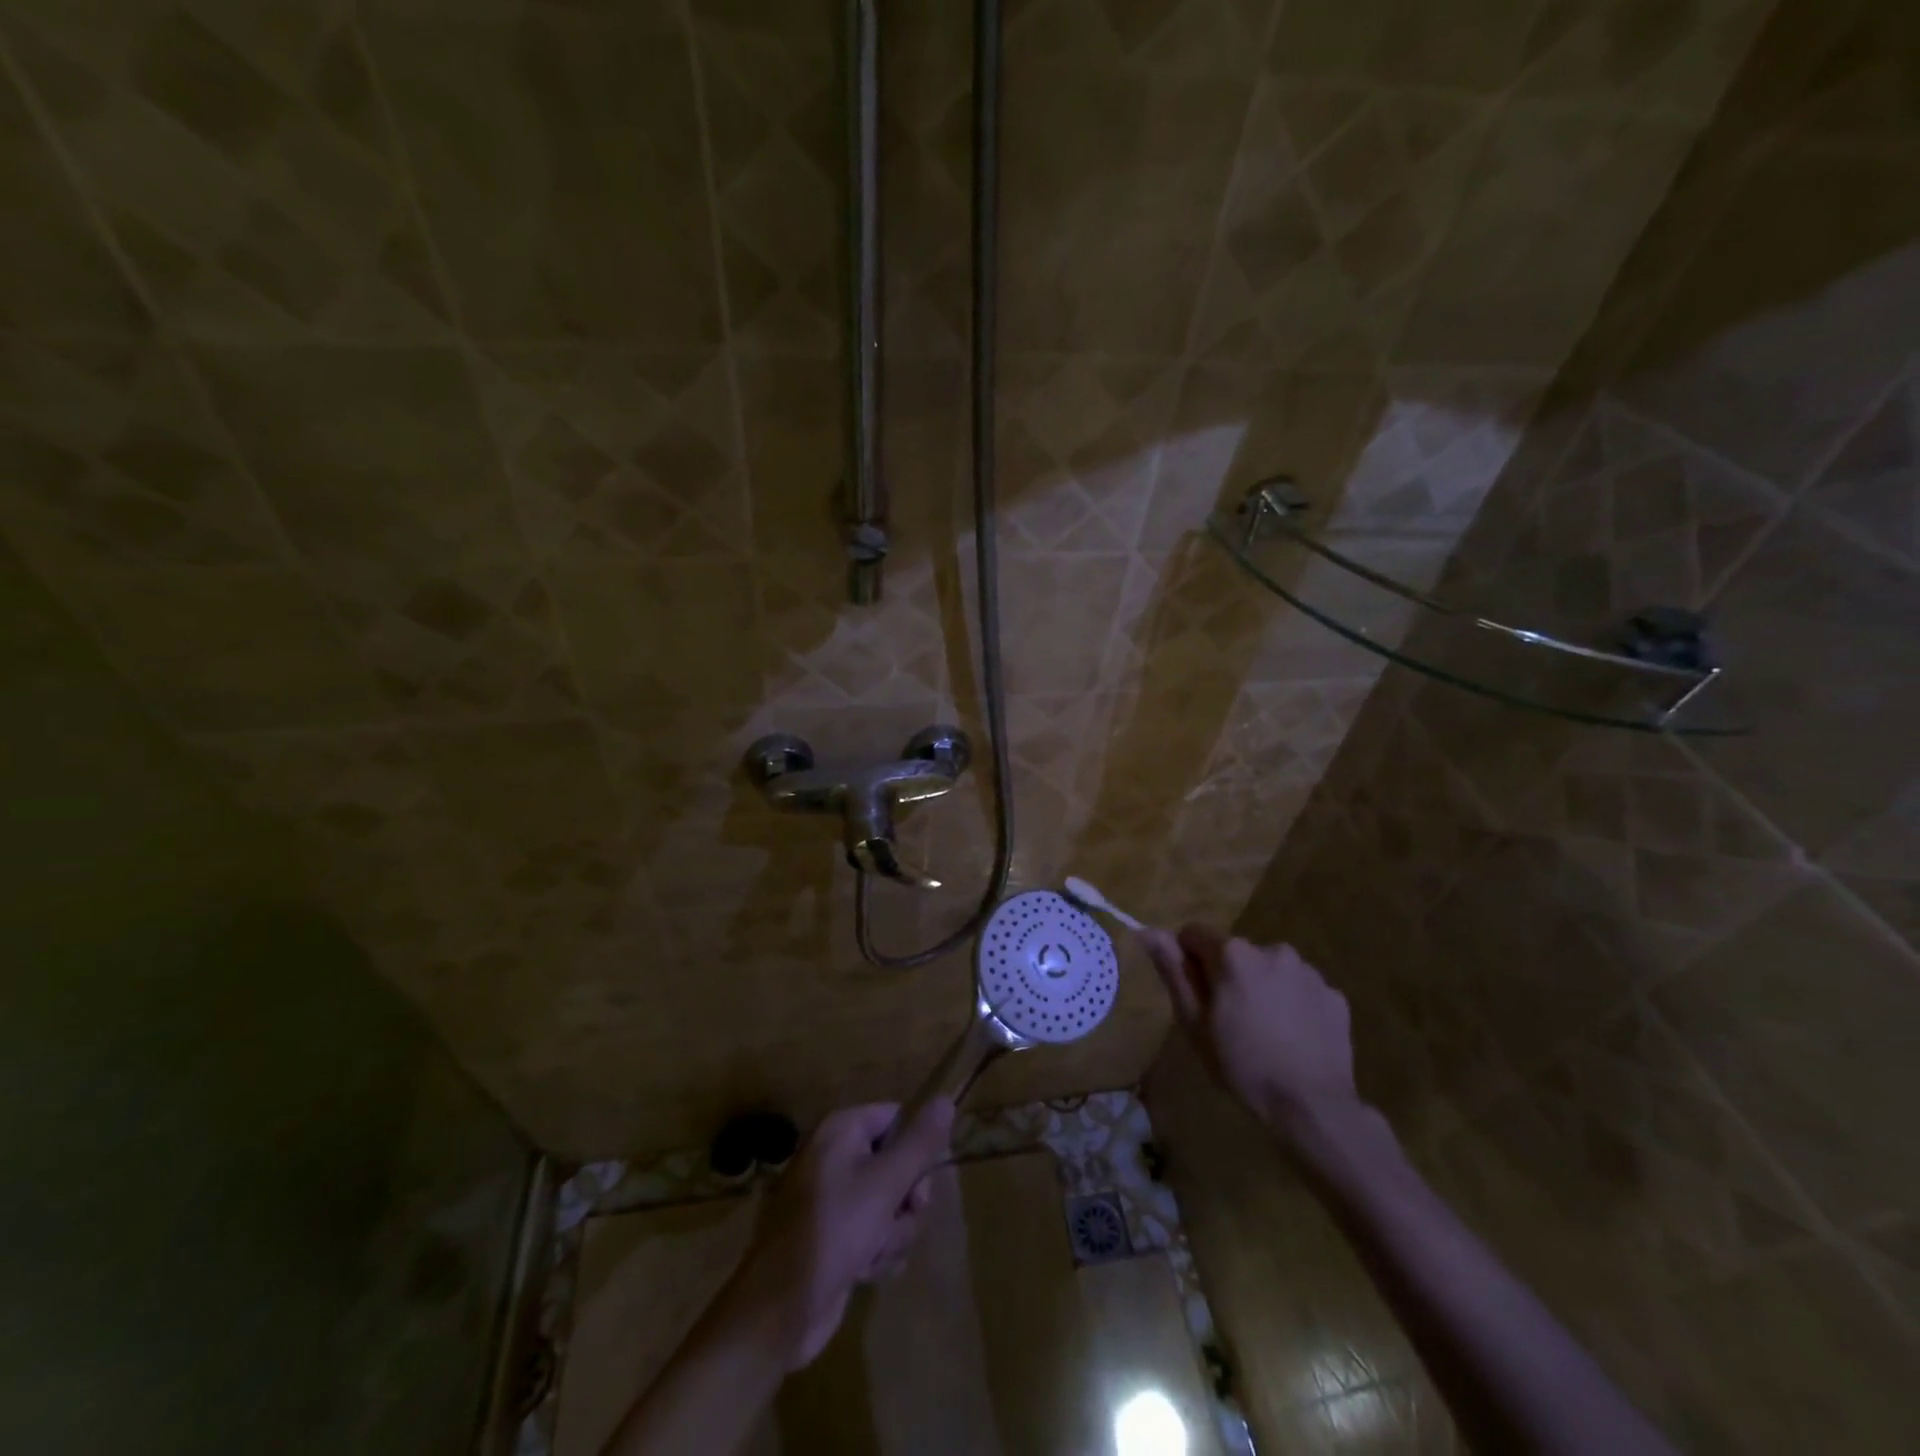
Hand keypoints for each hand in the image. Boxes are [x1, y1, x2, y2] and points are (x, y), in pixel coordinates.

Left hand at [725, 1098, 953, 1369]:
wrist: (778, 1311)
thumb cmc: (832, 1233)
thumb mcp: (883, 1185)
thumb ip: (918, 1144)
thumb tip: (946, 1100)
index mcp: (841, 1130)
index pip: (897, 1118)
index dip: (917, 1148)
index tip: (923, 1182)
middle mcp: (836, 1155)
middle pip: (897, 1162)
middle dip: (906, 1199)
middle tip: (903, 1216)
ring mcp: (834, 1198)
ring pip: (890, 1202)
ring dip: (893, 1232)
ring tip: (874, 1253)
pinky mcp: (835, 1236)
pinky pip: (874, 1230)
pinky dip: (877, 1251)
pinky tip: (867, 1271)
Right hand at [1142, 924, 1359, 1138]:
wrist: (1312, 1107)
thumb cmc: (1242, 1065)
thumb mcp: (1194, 1022)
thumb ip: (1173, 971)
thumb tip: (1148, 931)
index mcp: (1233, 954)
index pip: (1194, 934)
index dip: (1188, 961)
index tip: (1196, 995)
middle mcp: (1272, 949)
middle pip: (1235, 953)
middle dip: (1228, 976)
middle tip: (1229, 1021)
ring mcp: (1308, 971)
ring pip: (1270, 969)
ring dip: (1261, 988)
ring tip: (1264, 1032)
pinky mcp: (1334, 995)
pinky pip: (1301, 990)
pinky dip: (1293, 1005)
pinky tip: (1293, 1039)